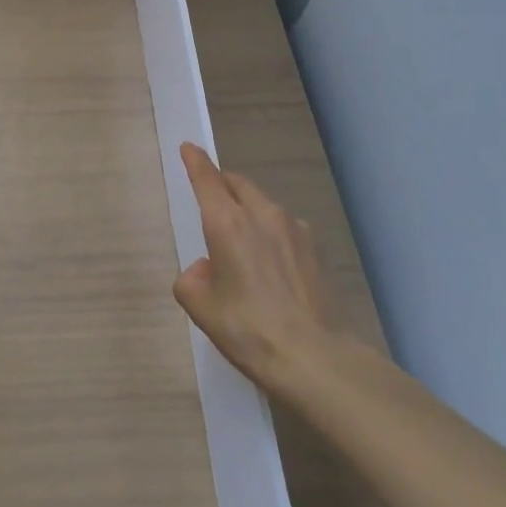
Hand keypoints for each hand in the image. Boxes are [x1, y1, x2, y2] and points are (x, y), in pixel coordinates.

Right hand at [173, 144, 346, 394]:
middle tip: (211, 199)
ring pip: (263, 205)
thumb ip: (192, 280)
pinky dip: (269, 233)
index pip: (207, 179)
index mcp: (227, 223)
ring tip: (241, 243)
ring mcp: (295, 230)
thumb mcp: (202, 308)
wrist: (316, 358)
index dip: (196, 161)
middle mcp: (262, 215)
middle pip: (238, 185)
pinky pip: (284, 227)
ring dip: (248, 210)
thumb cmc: (249, 329)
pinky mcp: (316, 250)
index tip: (189, 148)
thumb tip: (205, 270)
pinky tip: (269, 265)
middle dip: (222, 184)